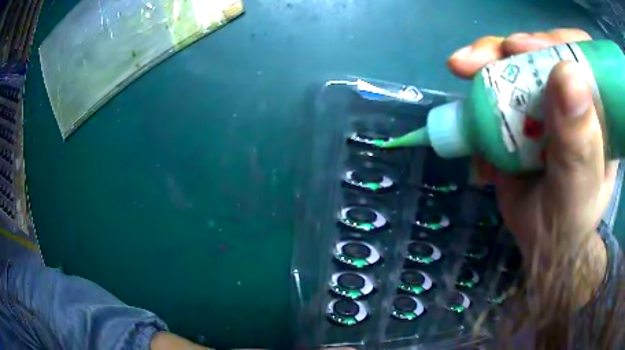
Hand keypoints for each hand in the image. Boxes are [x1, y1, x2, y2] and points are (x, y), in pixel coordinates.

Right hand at [448, 29, 612, 307]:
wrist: (542, 243)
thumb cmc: (568, 222)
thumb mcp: (578, 186)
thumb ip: (579, 140)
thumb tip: (567, 74)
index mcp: (596, 108)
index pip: (579, 54)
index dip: (551, 41)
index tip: (521, 48)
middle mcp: (572, 97)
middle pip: (541, 52)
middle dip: (509, 50)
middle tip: (479, 58)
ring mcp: (546, 104)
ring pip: (516, 66)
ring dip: (486, 65)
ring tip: (462, 70)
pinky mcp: (523, 115)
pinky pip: (497, 91)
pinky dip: (479, 97)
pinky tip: (470, 118)